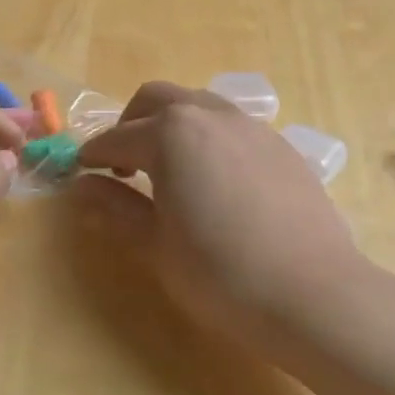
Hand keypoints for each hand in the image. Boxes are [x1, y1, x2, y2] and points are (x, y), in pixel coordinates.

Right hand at [75, 82, 384, 367]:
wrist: (314, 295)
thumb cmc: (221, 274)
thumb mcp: (156, 245)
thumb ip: (116, 208)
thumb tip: (82, 188)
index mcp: (172, 134)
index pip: (117, 139)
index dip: (93, 156)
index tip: (80, 173)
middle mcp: (211, 116)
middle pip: (157, 99)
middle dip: (130, 124)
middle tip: (121, 165)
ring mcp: (253, 127)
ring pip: (199, 105)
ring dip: (171, 125)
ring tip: (168, 169)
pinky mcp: (282, 147)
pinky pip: (232, 126)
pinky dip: (208, 138)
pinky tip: (214, 181)